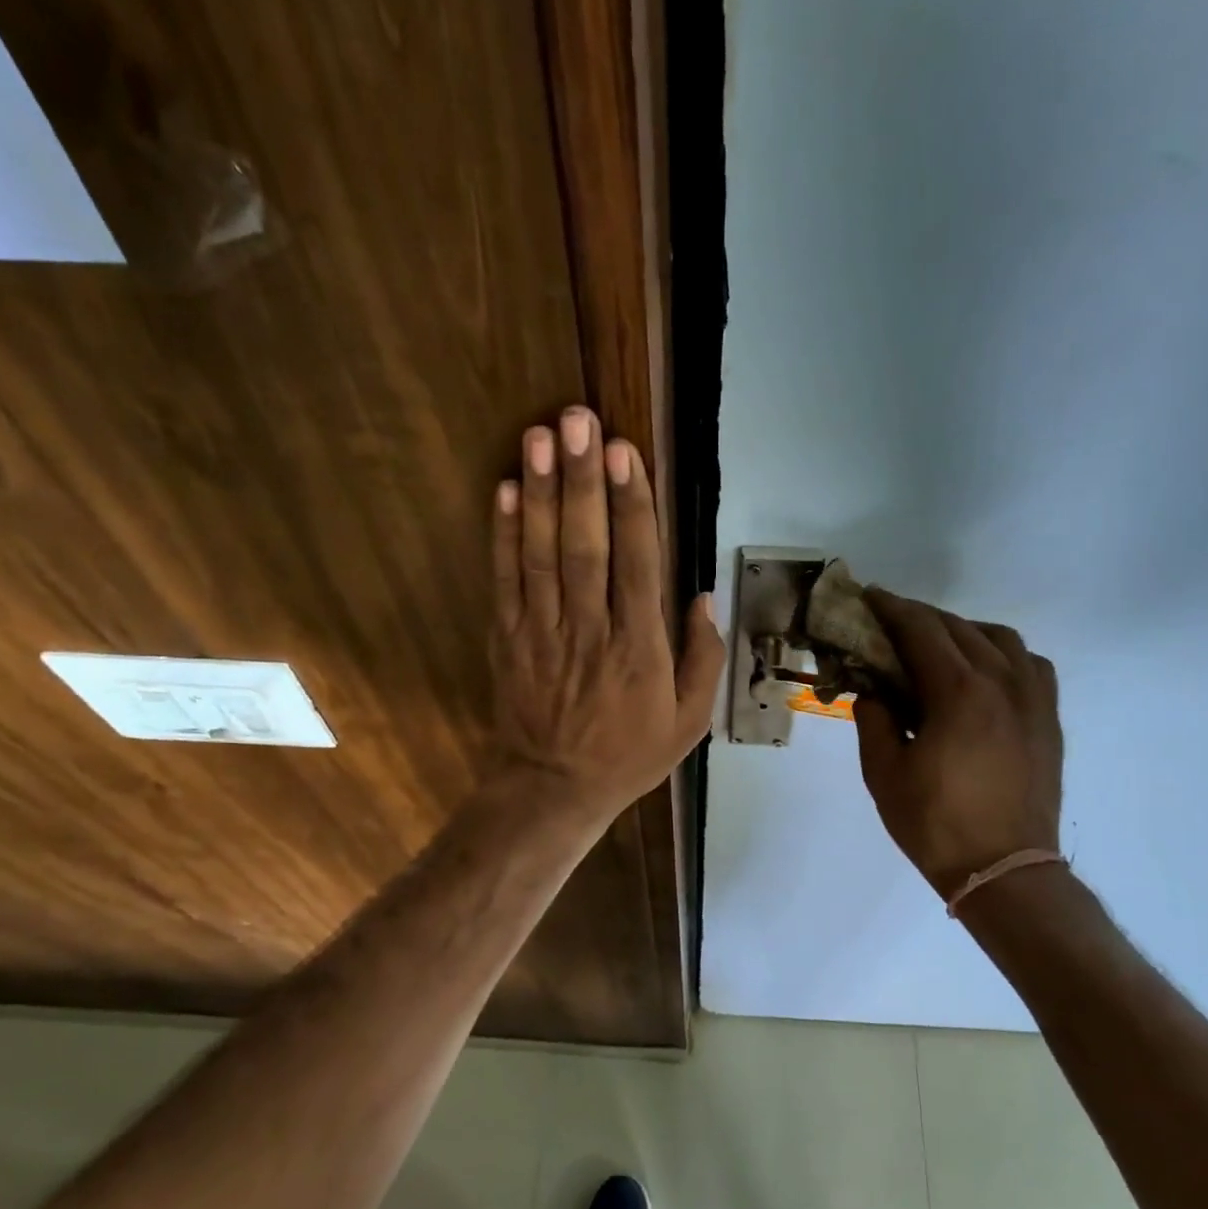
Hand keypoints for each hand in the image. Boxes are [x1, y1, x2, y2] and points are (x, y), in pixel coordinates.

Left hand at [490, 406, 724, 824]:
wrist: (553, 789)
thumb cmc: (629, 755)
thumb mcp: (688, 722)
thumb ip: (702, 658)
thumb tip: (702, 597)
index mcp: (639, 649)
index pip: (636, 564)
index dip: (631, 505)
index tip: (625, 453)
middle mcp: (590, 631)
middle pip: (585, 546)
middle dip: (583, 480)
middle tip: (578, 419)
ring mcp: (542, 632)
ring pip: (542, 553)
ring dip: (543, 492)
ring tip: (541, 436)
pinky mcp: (509, 637)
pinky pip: (506, 579)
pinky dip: (504, 534)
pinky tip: (508, 489)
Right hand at [854, 589, 1062, 897]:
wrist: (1004, 871)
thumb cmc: (935, 824)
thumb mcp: (883, 773)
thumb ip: (874, 719)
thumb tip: (874, 691)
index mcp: (958, 692)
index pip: (920, 630)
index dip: (890, 608)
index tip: (868, 597)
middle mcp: (1002, 682)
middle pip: (957, 628)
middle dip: (919, 617)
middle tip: (889, 623)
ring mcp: (1033, 699)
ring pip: (999, 638)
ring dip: (962, 630)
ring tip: (936, 646)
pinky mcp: (1048, 719)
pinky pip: (1029, 664)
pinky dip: (1001, 654)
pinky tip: (984, 672)